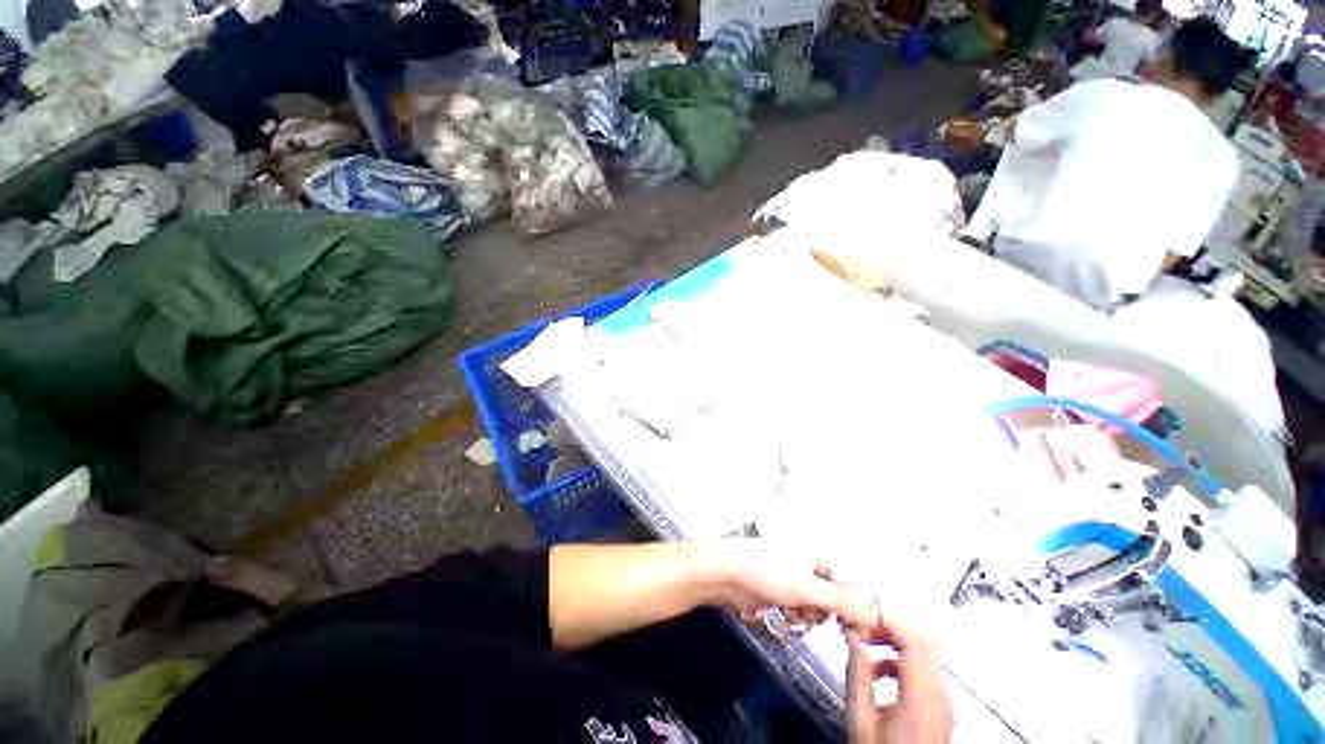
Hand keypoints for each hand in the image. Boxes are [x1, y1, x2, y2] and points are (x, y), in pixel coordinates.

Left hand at [701, 540, 878, 631]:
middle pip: (827, 597)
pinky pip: (791, 608)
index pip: (843, 582)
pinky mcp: (772, 591)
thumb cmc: (765, 573)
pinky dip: (787, 614)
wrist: (724, 573)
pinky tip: (778, 613)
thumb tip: (873, 614)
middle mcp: (802, 564)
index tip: (851, 625)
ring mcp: (786, 578)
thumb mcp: (806, 587)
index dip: (848, 603)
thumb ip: (841, 602)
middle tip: (809, 611)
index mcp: (812, 555)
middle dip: (820, 610)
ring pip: (809, 606)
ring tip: (789, 610)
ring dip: (803, 614)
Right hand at [845, 616, 952, 743]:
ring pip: (927, 658)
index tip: (865, 612)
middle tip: (864, 626)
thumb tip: (852, 635)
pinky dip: (905, 663)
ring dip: (898, 645)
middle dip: (893, 630)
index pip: (914, 646)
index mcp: (921, 699)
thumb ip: (857, 673)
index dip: (891, 622)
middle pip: (924, 648)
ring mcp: (943, 705)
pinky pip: (927, 673)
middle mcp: (939, 698)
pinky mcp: (941, 711)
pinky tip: (882, 671)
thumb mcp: (859, 716)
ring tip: (868, 646)